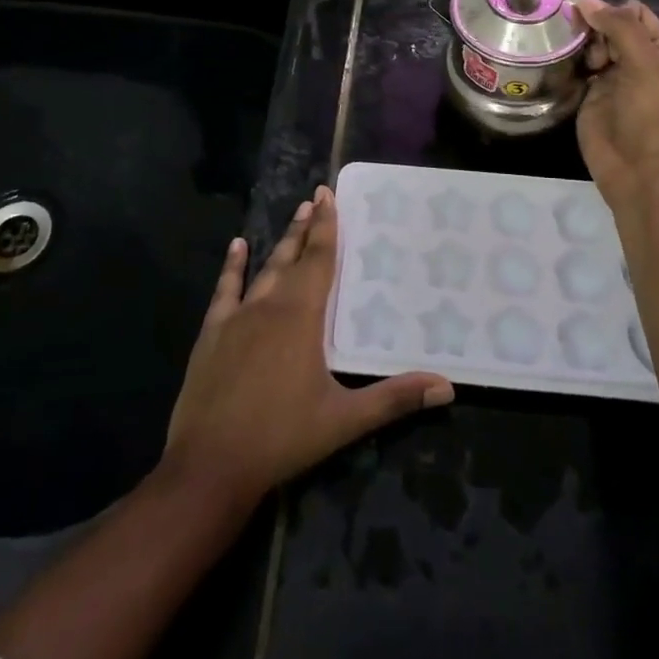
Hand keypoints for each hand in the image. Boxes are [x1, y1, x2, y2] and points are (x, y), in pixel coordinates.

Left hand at [164, 188, 452, 510]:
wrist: (210, 465)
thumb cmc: (282, 438)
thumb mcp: (344, 420)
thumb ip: (395, 399)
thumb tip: (447, 387)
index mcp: (302, 317)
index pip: (319, 260)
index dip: (326, 226)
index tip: (328, 194)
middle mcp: (269, 306)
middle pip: (293, 258)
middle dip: (306, 227)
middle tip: (315, 198)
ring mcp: (237, 318)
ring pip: (264, 270)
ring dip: (281, 243)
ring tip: (294, 215)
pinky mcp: (211, 334)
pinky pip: (224, 290)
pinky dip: (232, 267)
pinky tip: (237, 246)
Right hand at [574, 0, 658, 209]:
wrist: (641, 171)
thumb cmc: (652, 115)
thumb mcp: (645, 64)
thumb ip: (618, 28)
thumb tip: (585, 0)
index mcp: (658, 49)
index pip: (634, 13)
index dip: (611, 10)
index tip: (588, 18)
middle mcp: (634, 60)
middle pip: (608, 27)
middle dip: (590, 26)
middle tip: (576, 39)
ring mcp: (610, 80)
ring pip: (589, 47)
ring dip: (576, 44)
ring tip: (562, 48)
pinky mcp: (588, 98)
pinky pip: (575, 71)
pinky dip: (565, 64)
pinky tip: (553, 60)